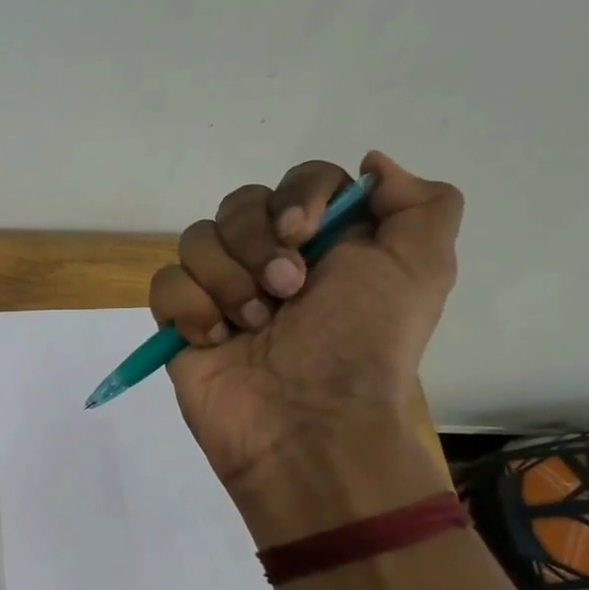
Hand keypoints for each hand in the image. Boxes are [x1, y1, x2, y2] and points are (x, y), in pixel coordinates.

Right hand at [150, 151, 462, 496]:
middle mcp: (272, 259)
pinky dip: (191, 308)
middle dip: (257, 245)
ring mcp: (222, 290)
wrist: (306, 425)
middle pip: (239, 203)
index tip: (303, 233)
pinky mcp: (182, 320)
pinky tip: (216, 340)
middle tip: (286, 291)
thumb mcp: (422, 269)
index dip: (297, 196)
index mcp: (329, 243)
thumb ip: (421, 204)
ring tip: (252, 326)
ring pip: (196, 239)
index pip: (299, 180)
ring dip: (227, 281)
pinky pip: (165, 283)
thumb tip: (371, 164)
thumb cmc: (360, 346)